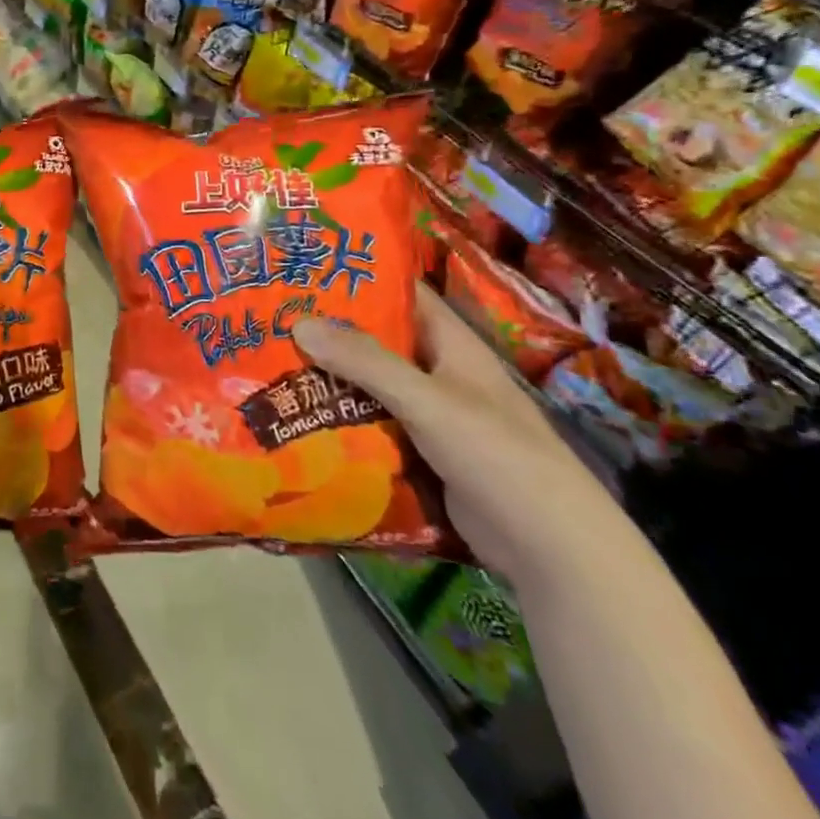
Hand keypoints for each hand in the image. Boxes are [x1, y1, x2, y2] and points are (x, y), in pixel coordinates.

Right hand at [294, 284, 635, 588]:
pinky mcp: (420, 455)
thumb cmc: (497, 455)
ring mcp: (430, 417)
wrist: (551, 550)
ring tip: (268, 365)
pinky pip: (372, 427)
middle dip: (328, 333)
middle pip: (376, 342)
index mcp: (451, 345)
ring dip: (328, 380)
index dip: (359, 278)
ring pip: (369, 387)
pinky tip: (298, 419)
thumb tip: (299, 323)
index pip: (402, 294)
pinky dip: (340, 421)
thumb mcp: (428, 400)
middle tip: (269, 321)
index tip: (304, 268)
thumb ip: (366, 362)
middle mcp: (438, 374)